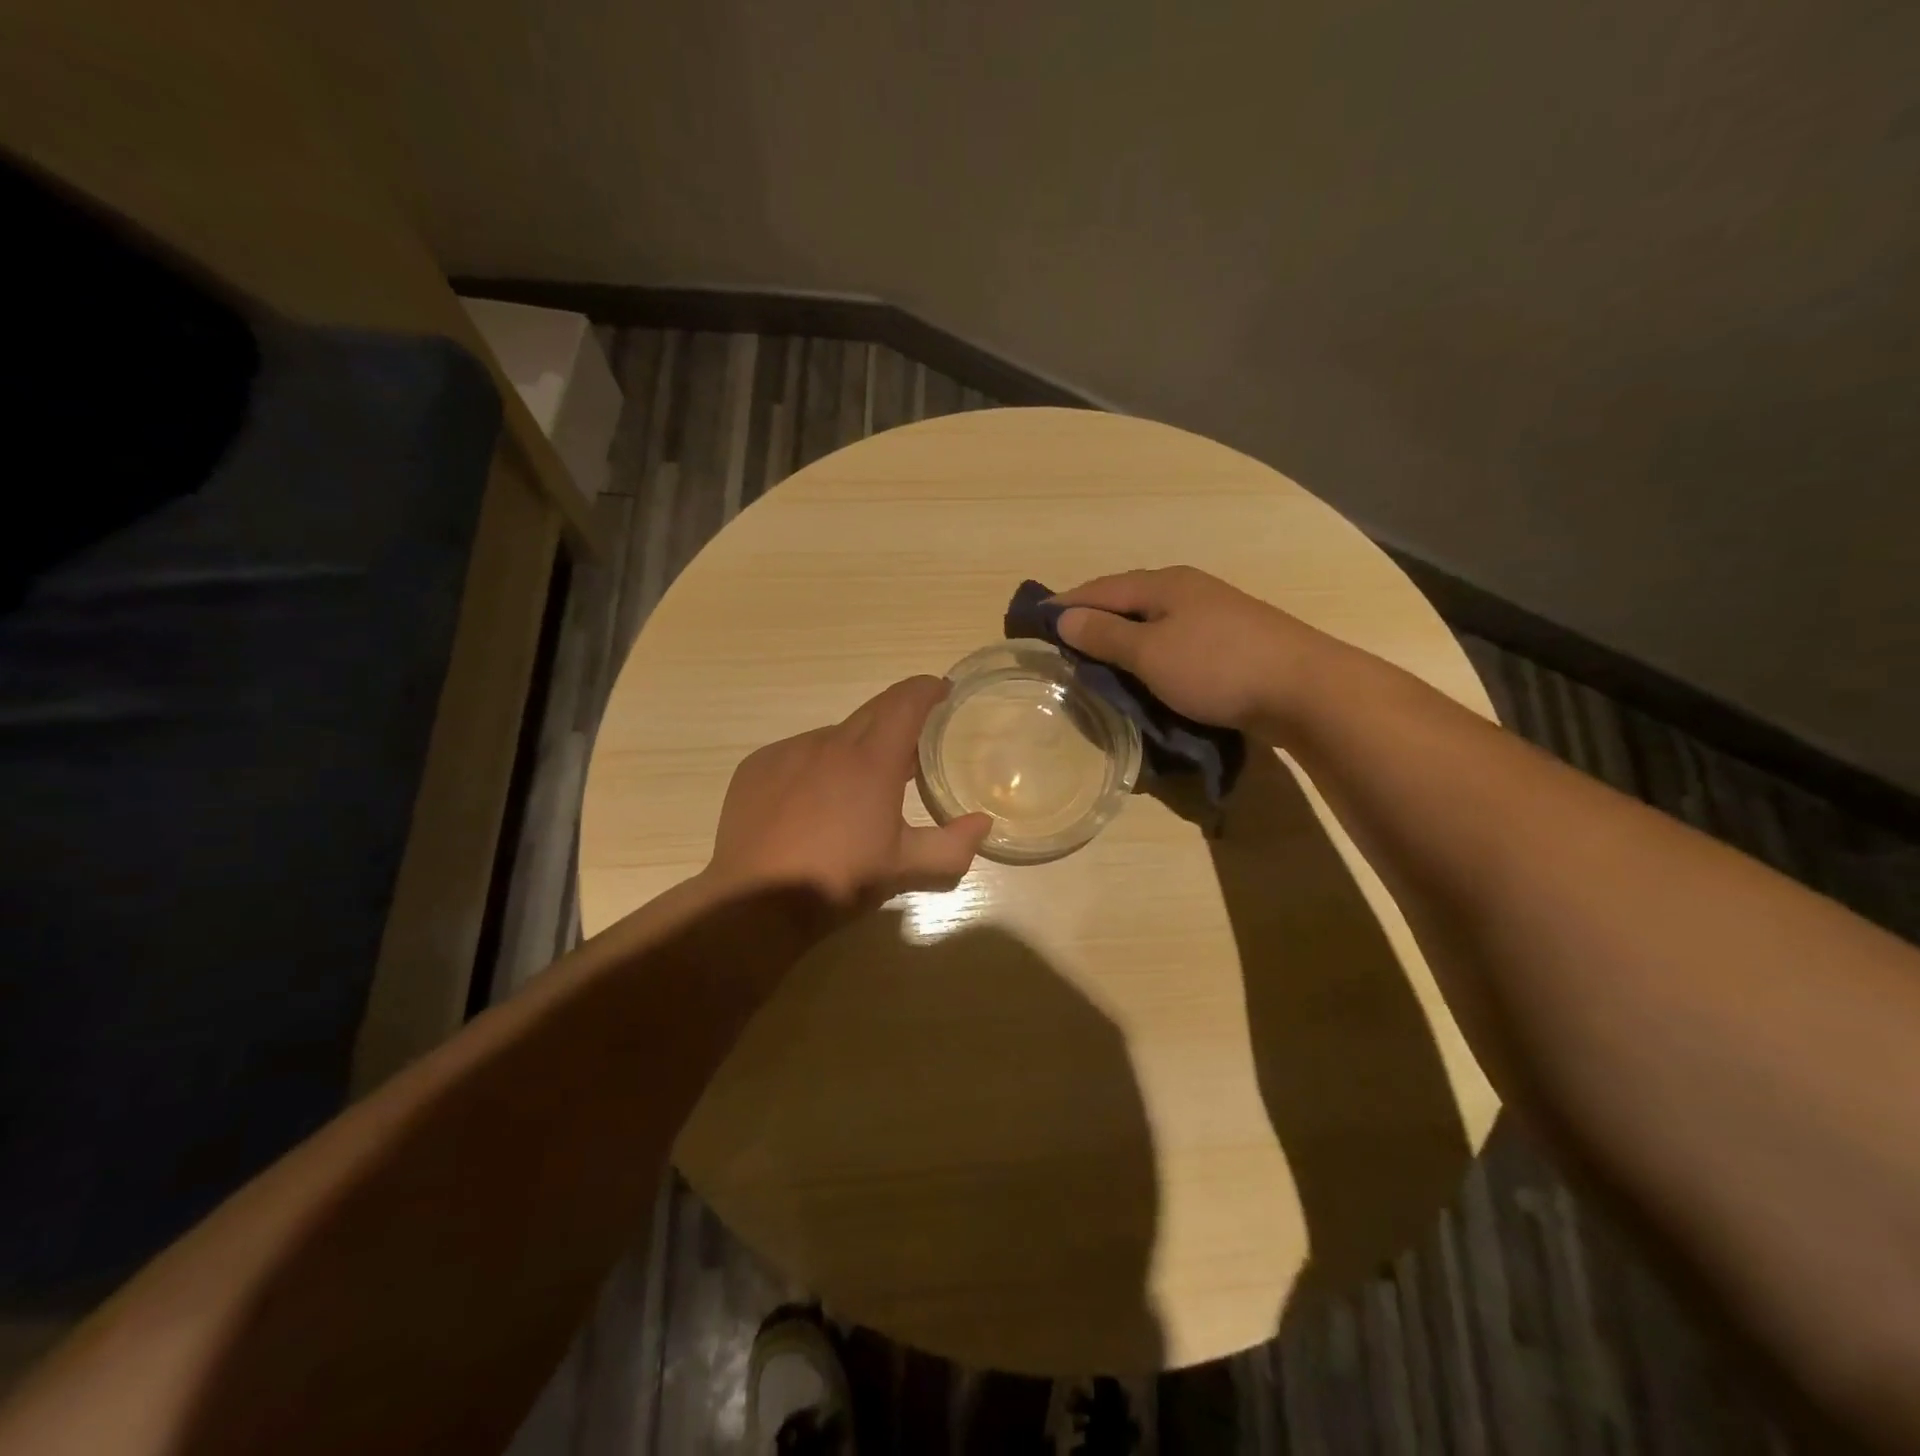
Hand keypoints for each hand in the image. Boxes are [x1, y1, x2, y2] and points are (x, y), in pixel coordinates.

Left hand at [705, 676, 993, 914]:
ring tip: (858, 787)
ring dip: (855, 749)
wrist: (756, 903)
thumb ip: (952, 846)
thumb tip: (982, 824)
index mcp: (871, 760)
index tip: (942, 691)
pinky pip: (797, 753)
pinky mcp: (757, 767)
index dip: (927, 689)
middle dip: (897, 718)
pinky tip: (812, 802)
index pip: (906, 702)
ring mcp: (788, 752)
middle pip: (872, 712)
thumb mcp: (904, 868)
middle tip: (912, 747)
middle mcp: (829, 743)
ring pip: (834, 736)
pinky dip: (816, 766)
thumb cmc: (839, 880)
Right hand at [1052, 566, 1330, 738]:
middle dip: (1094, 617)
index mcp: (1164, 585)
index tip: (1033, 620)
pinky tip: (1147, 671)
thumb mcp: (1150, 653)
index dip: (1066, 603)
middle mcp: (1189, 590)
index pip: (1101, 588)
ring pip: (1153, 622)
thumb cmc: (1216, 667)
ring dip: (1123, 637)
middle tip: (1062, 643)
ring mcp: (1215, 615)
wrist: (1304, 689)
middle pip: (1128, 600)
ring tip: (1098, 659)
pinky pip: (1176, 642)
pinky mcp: (1232, 643)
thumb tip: (1063, 617)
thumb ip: (1105, 635)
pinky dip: (1151, 653)